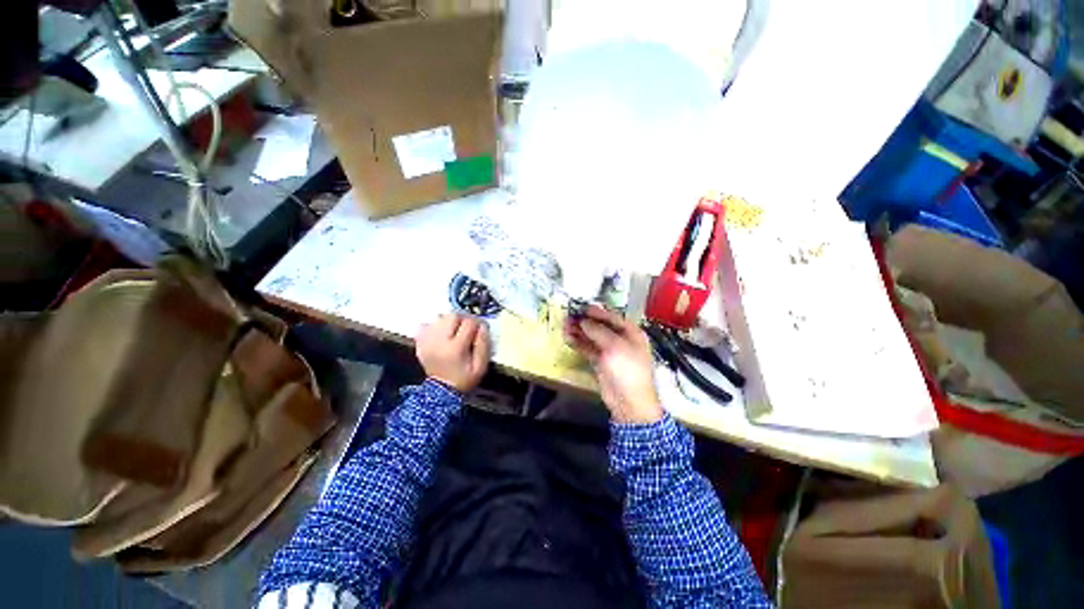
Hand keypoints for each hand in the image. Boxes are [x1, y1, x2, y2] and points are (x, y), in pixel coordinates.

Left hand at [416, 314, 490, 392]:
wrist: (442, 392)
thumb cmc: (465, 379)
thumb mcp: (481, 367)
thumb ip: (484, 345)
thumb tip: (483, 327)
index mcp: (455, 349)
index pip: (469, 323)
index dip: (478, 323)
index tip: (482, 328)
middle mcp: (438, 342)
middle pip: (452, 316)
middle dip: (463, 319)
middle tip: (468, 328)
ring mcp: (426, 341)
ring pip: (440, 317)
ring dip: (450, 321)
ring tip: (455, 332)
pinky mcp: (419, 343)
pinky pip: (426, 324)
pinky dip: (435, 326)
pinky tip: (442, 334)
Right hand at [565, 306, 662, 423]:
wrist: (629, 401)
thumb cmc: (628, 370)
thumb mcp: (615, 346)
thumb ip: (598, 331)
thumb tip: (584, 321)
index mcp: (631, 333)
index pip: (612, 317)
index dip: (597, 312)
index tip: (581, 307)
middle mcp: (620, 340)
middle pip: (600, 327)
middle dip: (585, 321)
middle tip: (569, 315)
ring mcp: (610, 352)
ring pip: (592, 337)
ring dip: (579, 331)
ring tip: (565, 325)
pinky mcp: (600, 362)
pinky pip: (588, 349)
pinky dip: (578, 343)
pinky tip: (568, 338)